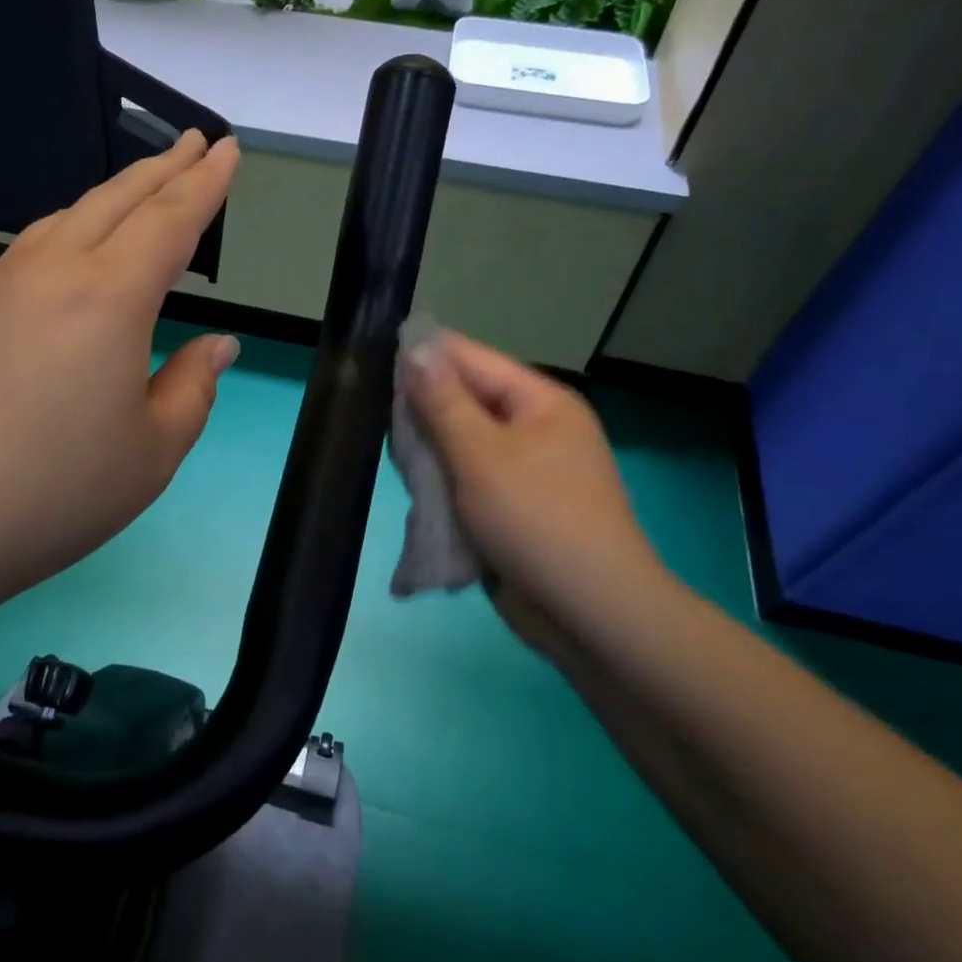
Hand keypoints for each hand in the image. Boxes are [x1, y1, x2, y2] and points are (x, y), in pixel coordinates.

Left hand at [0, 131, 241, 633]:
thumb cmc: (51, 492)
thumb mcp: (153, 453)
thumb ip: (193, 388)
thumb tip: (216, 344)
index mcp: (110, 297)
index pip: (171, 219)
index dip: (206, 181)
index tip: (227, 148)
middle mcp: (52, 271)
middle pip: (118, 199)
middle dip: (164, 167)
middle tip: (195, 142)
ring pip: (68, 217)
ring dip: (115, 195)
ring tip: (144, 190)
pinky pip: (32, 247)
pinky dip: (72, 229)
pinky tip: (74, 252)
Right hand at [403, 331, 665, 657]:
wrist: (590, 615)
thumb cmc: (536, 521)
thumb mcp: (481, 454)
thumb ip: (443, 401)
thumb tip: (415, 346)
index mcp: (539, 402)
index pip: (471, 359)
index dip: (424, 357)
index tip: (371, 361)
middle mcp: (534, 428)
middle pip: (464, 401)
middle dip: (422, 411)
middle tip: (376, 422)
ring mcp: (525, 470)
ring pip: (461, 445)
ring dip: (429, 453)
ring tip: (393, 460)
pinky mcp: (512, 508)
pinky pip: (467, 480)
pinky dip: (442, 484)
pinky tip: (415, 491)